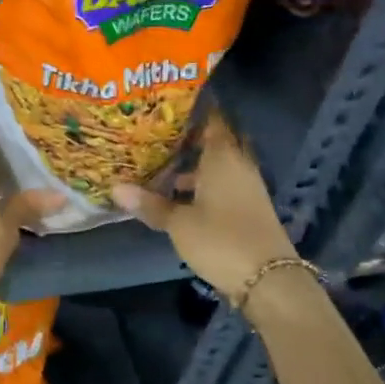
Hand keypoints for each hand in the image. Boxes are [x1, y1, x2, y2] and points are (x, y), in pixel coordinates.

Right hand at [112, 112, 297, 298]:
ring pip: (217, 165)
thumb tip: (115, 188)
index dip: (193, 109)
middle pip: (215, 141)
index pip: (212, 119)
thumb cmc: (221, 240)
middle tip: (158, 132)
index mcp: (223, 157)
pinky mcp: (248, 208)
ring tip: (160, 164)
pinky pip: (222, 184)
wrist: (269, 280)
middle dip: (190, 137)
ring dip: (194, 164)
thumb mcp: (179, 223)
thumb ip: (150, 204)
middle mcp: (238, 165)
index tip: (169, 103)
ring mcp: (246, 187)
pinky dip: (202, 184)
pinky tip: (179, 196)